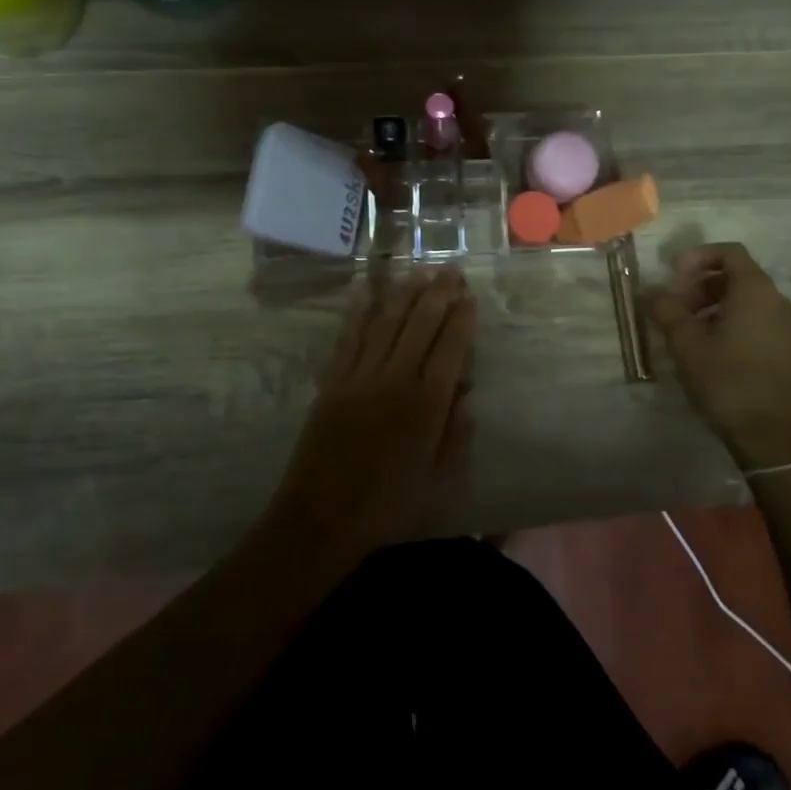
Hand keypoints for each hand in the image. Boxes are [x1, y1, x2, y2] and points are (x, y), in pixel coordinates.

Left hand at [266, 269, 476, 565]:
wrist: (321, 519)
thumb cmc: (388, 508)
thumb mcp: (440, 483)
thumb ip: (457, 435)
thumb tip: (467, 393)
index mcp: (427, 404)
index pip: (451, 347)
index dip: (462, 318)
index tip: (469, 296)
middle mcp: (395, 379)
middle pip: (421, 324)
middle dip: (438, 294)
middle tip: (450, 270)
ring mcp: (360, 376)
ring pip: (386, 322)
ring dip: (404, 293)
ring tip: (418, 272)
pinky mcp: (333, 381)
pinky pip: (348, 336)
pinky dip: (358, 309)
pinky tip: (365, 289)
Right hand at [647, 243, 790, 472]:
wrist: (772, 436)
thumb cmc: (727, 380)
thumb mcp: (686, 344)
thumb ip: (666, 310)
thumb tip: (650, 291)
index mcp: (756, 291)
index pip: (730, 252)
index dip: (698, 256)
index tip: (674, 274)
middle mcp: (779, 301)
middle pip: (739, 275)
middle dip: (703, 284)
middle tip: (678, 308)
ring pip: (750, 300)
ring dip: (717, 305)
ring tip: (692, 332)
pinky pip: (761, 320)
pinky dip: (735, 321)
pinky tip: (715, 350)